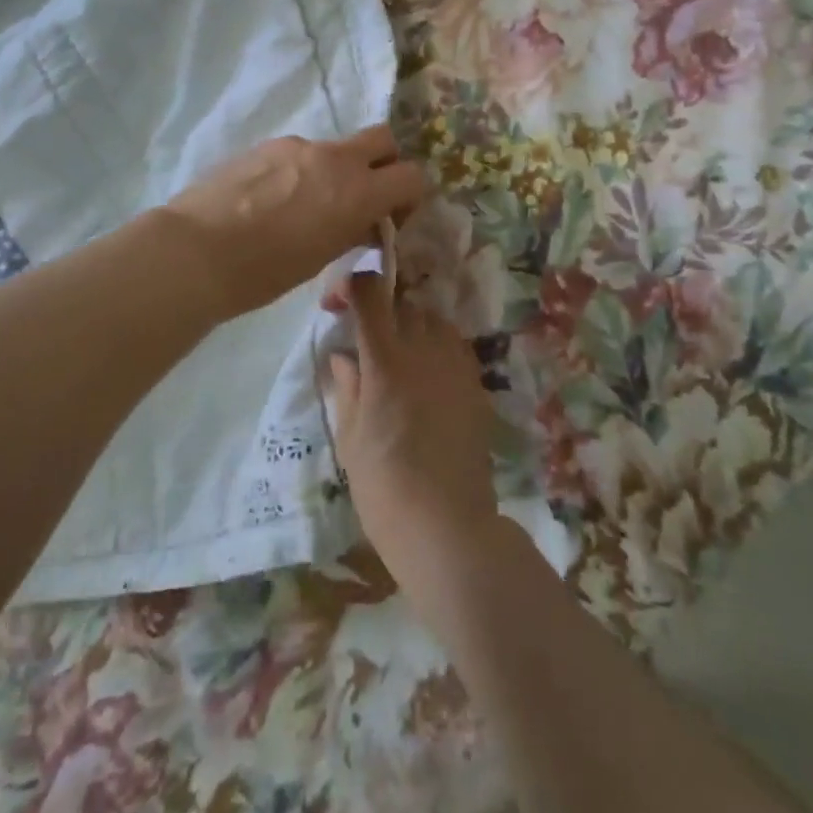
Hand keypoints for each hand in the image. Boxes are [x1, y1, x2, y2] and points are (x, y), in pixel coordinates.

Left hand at [165, 127, 426, 323]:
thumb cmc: (266, 270)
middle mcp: (335, 158)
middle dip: (384, 162)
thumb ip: (353, 229)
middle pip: (382, 138)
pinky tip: (272, 201)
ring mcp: (298, 146)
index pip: (412, 175)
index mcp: (358, 190)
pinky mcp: (266, 145)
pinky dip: (301, 171)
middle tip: (364, 195)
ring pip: (335, 148)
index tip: (391, 217)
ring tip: (304, 207)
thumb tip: (366, 221)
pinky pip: (299, 153)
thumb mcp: (323, 257)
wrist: (197, 251)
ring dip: (335, 170)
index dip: (409, 196)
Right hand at [325, 272, 500, 623]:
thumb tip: (344, 356)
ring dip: (409, 325)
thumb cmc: (385, 488)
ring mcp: (455, 363)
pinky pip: (453, 343)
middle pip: (401, 301)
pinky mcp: (475, 382)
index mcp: (385, 360)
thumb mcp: (350, 438)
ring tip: (396, 356)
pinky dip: (435, 345)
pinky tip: (425, 375)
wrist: (447, 527)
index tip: (337, 304)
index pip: (370, 293)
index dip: (350, 285)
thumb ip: (347, 386)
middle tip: (364, 338)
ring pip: (431, 318)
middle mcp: (424, 349)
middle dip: (379, 310)